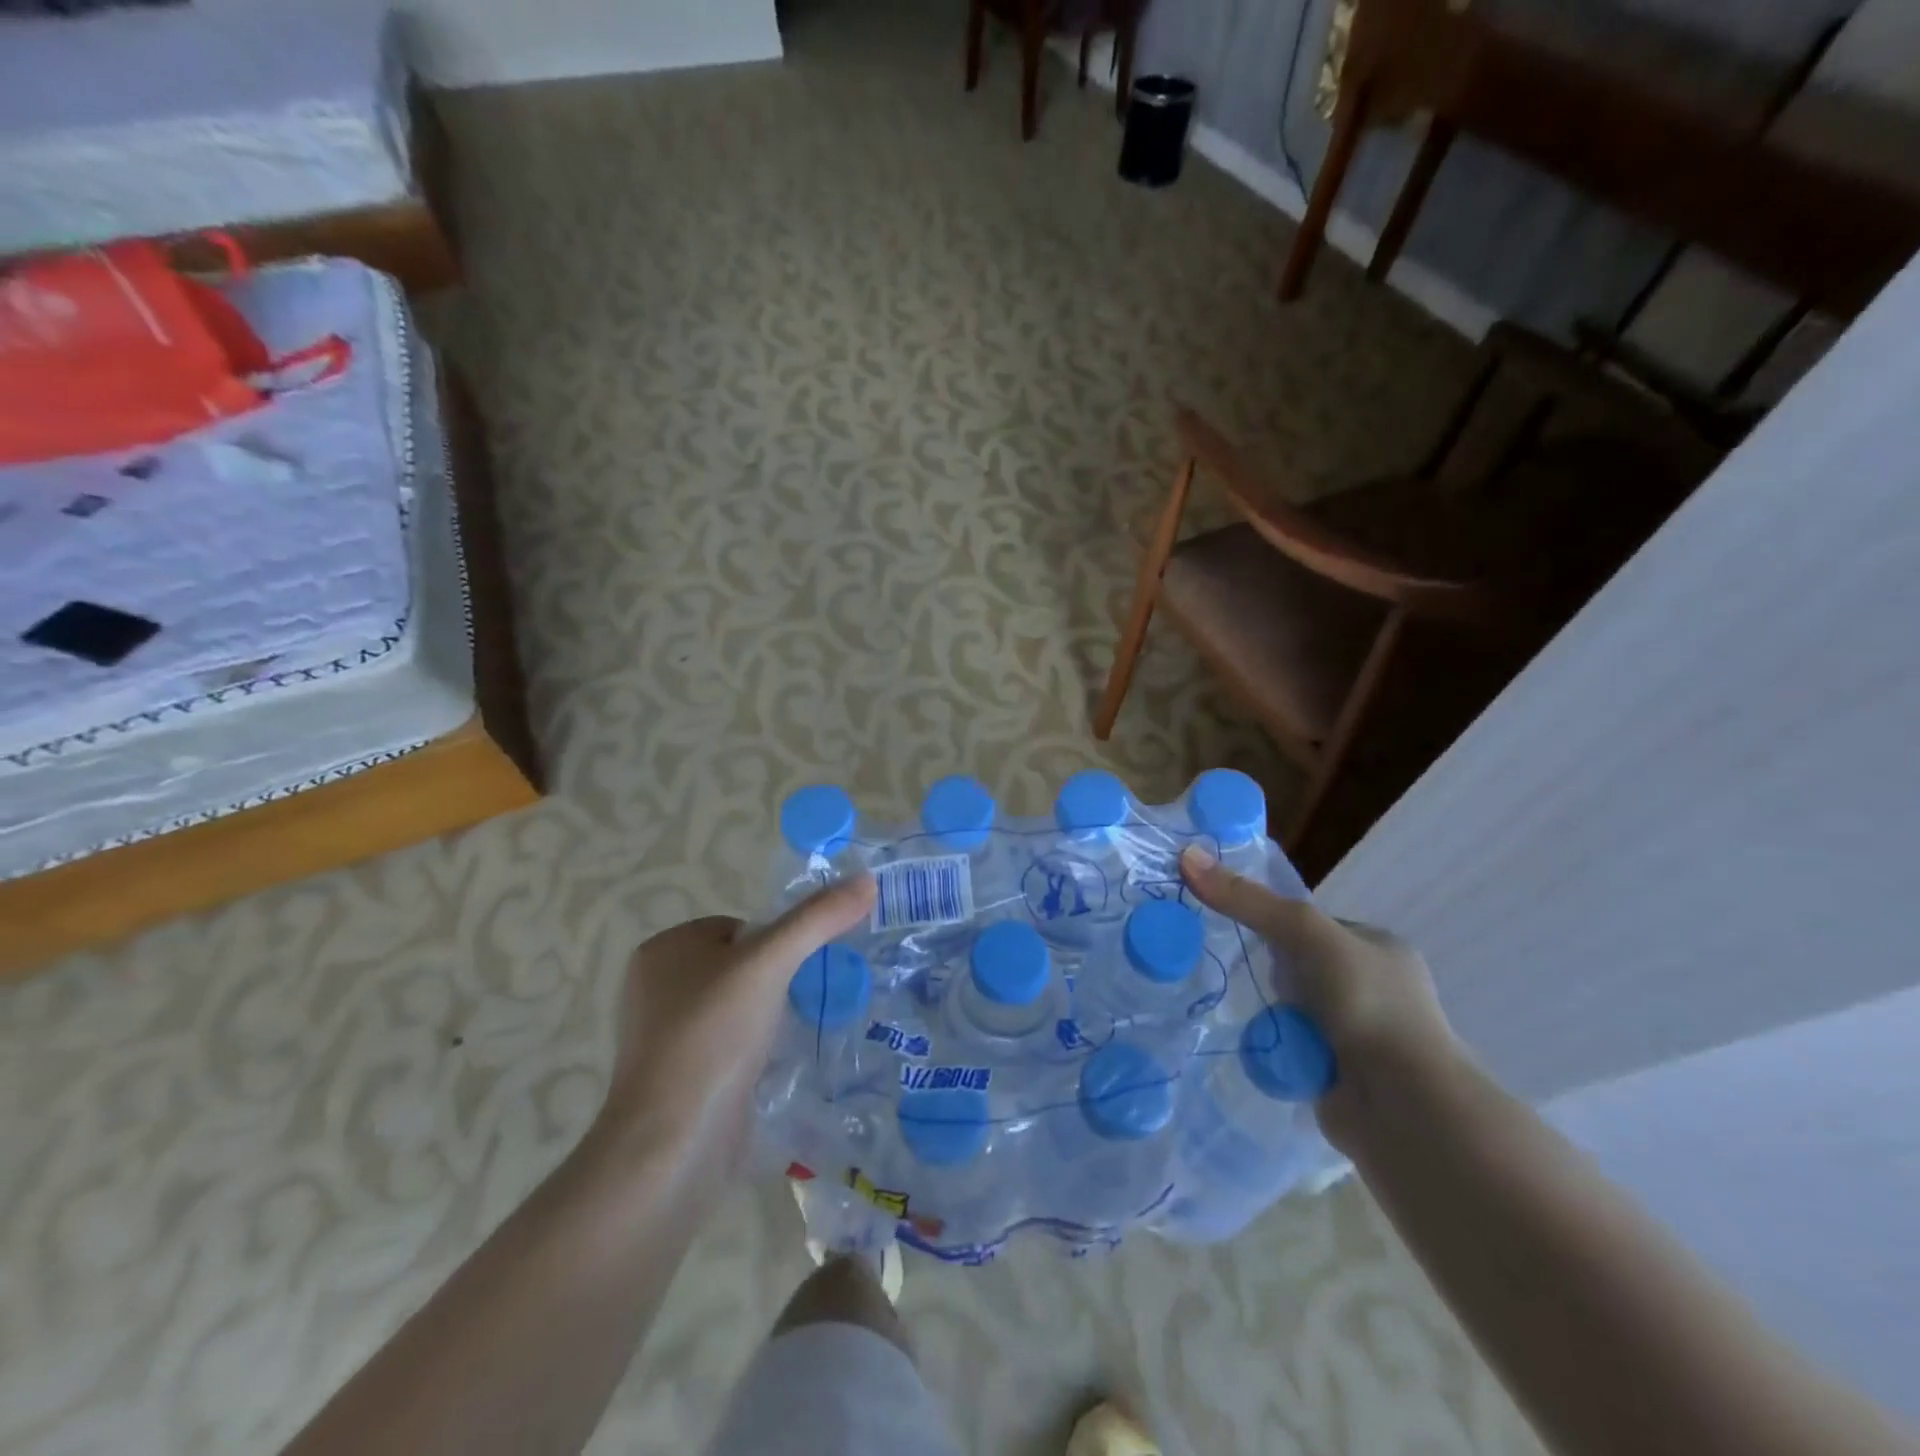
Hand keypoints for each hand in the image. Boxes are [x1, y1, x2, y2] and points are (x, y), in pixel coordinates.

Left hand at [591, 876, 876, 1176]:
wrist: (672, 1144)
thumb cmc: (712, 1036)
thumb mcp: (771, 963)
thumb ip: (818, 919)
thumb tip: (866, 880)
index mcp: (664, 950)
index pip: (740, 927)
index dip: (776, 945)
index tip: (797, 973)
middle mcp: (656, 987)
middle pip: (741, 966)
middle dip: (776, 983)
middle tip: (800, 1005)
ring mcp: (664, 1036)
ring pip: (737, 1007)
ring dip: (768, 1018)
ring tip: (791, 1036)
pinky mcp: (678, 1077)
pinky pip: (728, 1046)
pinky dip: (753, 1051)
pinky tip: (772, 1067)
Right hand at [1179, 845, 1464, 1151]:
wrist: (1402, 1107)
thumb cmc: (1366, 1003)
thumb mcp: (1306, 934)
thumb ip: (1249, 900)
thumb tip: (1187, 856)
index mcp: (1378, 948)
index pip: (1311, 925)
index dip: (1273, 923)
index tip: (1235, 927)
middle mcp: (1374, 989)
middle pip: (1298, 967)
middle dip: (1269, 973)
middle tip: (1228, 967)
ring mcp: (1359, 1035)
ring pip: (1291, 1009)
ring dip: (1267, 1011)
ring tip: (1228, 1005)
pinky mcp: (1340, 1074)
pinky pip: (1289, 1046)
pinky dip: (1270, 1045)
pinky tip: (1248, 1042)